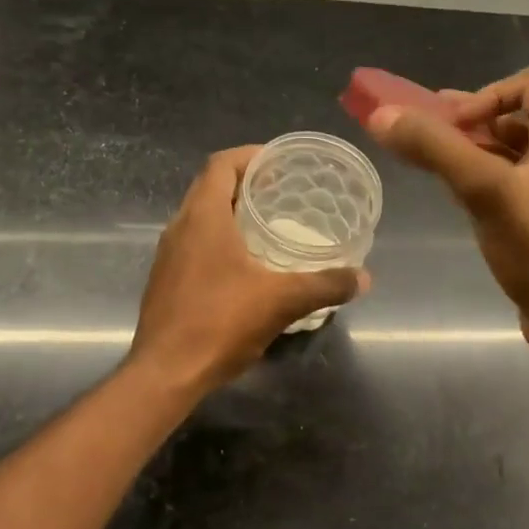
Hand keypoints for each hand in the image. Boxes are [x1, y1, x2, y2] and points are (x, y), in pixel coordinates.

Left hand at [129, 146, 367, 394]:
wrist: (165, 373)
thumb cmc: (219, 323)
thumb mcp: (282, 301)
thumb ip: (325, 285)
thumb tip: (363, 278)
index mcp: (203, 217)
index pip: (221, 164)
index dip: (250, 155)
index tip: (279, 162)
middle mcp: (179, 227)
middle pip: (209, 186)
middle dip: (244, 182)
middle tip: (281, 190)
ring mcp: (168, 255)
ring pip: (199, 217)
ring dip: (230, 211)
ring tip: (267, 223)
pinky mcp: (165, 280)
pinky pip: (193, 243)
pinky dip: (219, 239)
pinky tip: (245, 264)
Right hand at [366, 66, 528, 364]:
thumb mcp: (483, 189)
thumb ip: (434, 148)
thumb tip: (381, 115)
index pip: (528, 83)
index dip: (485, 95)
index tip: (452, 126)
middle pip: (514, 115)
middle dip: (468, 121)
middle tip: (425, 135)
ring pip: (508, 150)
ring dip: (470, 150)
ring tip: (431, 162)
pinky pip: (509, 181)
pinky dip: (480, 177)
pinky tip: (454, 194)